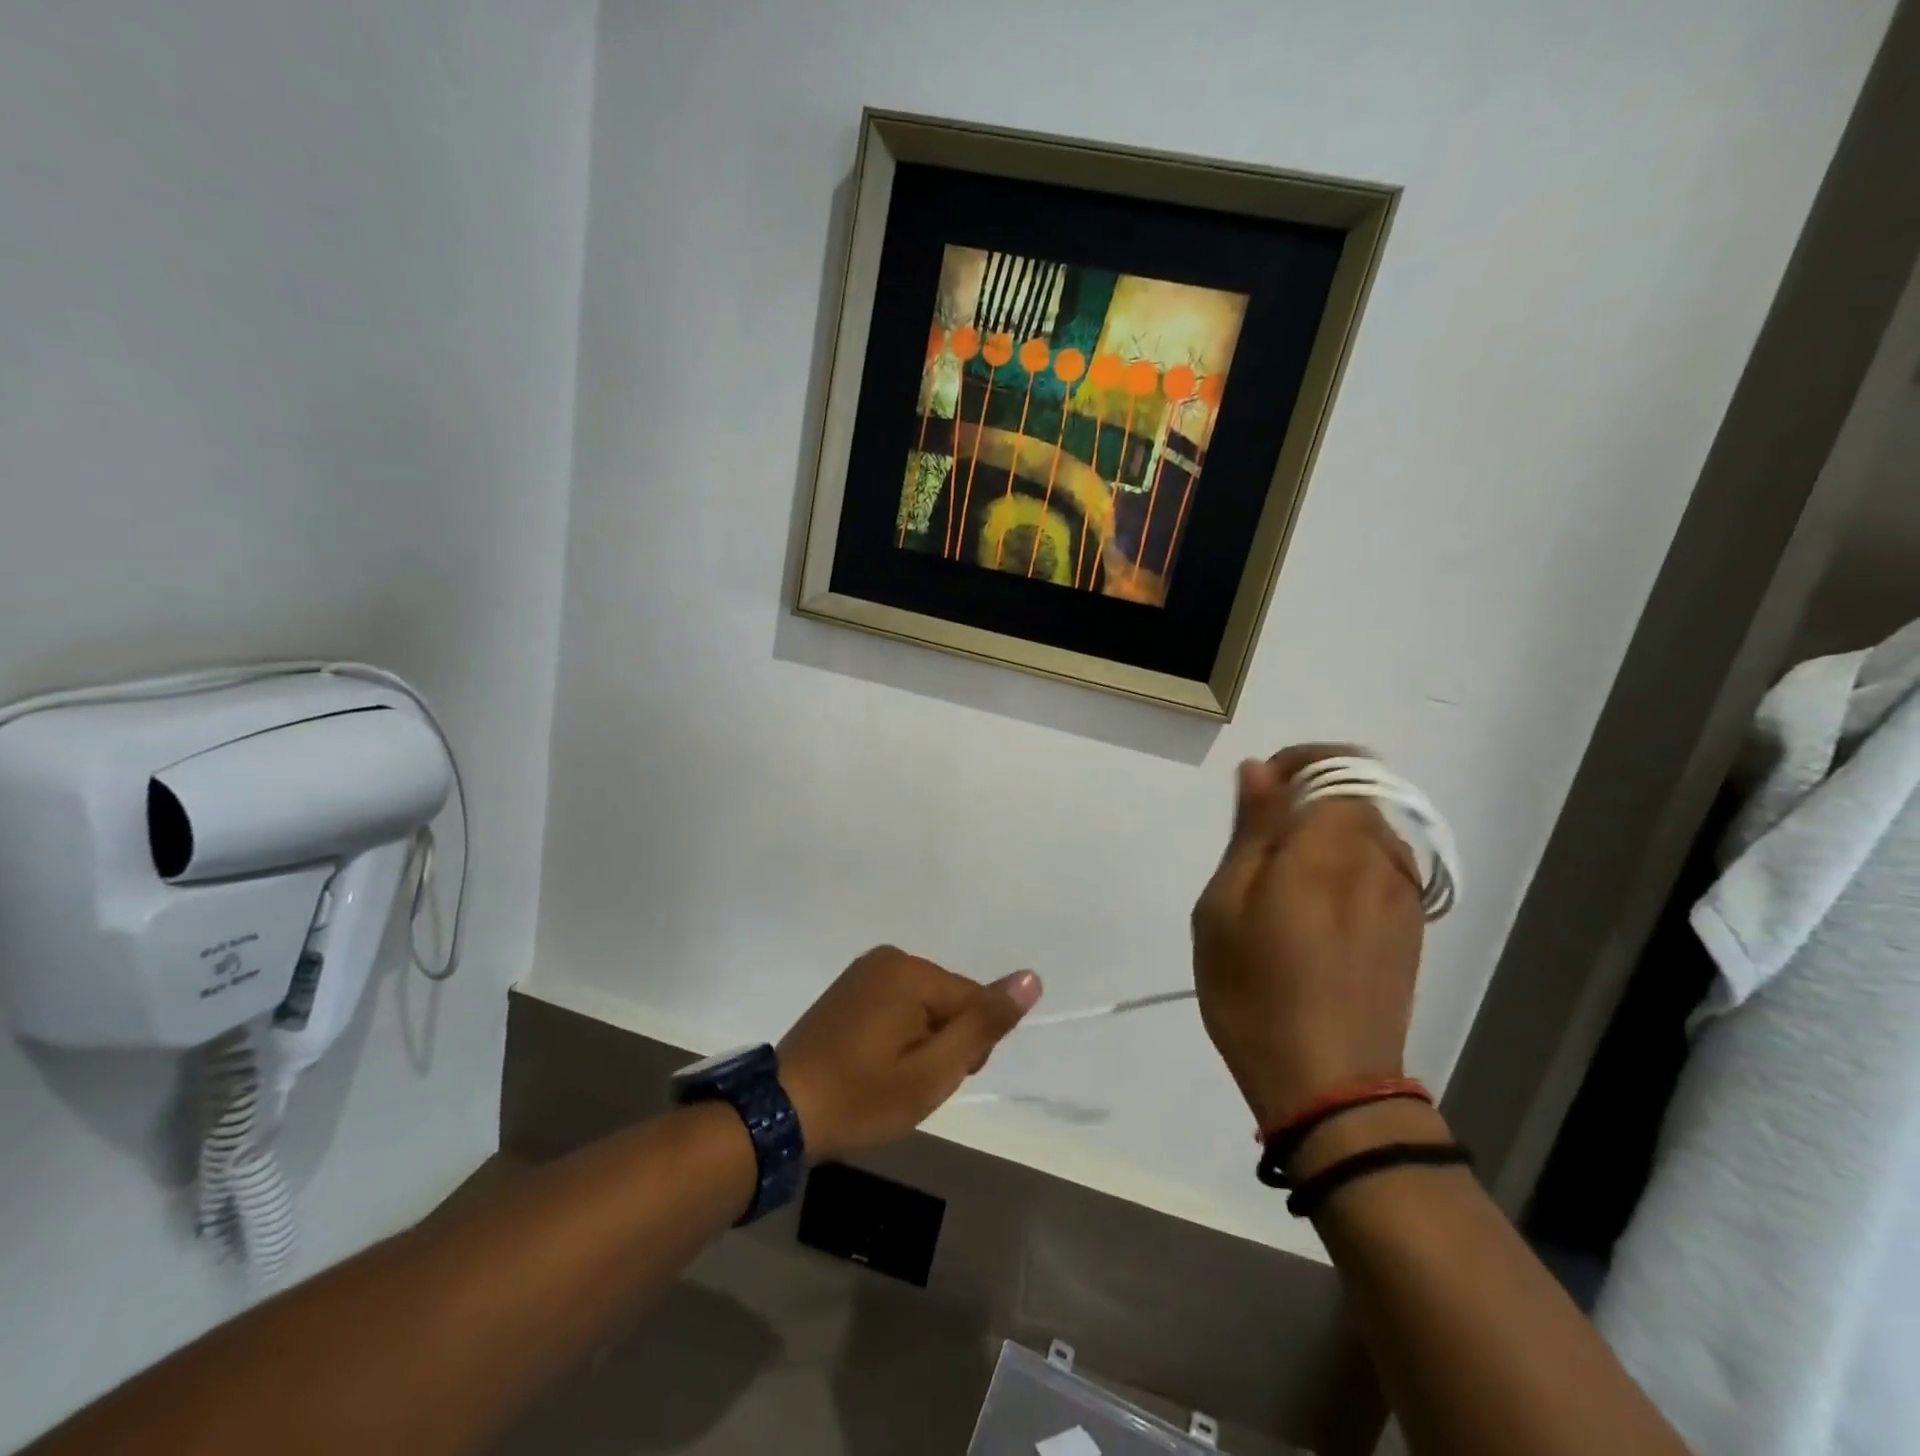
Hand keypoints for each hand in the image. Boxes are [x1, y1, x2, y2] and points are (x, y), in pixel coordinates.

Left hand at [778, 947, 1041, 1161]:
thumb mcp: (933, 1072)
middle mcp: (888, 958)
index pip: (974, 1001)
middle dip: (944, 1043)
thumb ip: (984, 1024)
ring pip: (924, 1007)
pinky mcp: (848, 989)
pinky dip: (897, 1036)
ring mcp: (864, 972)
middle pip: (949, 1001)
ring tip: (891, 1079)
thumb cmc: (862, 1097)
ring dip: (921, 1043)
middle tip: (910, 1084)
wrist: (780, 1113)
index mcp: (910, 970)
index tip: (938, 1079)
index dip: (969, 1048)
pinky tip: (875, 1065)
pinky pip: (897, 1006)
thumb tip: (1031, 978)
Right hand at [1192, 746, 1426, 1130]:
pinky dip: (1348, 860)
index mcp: (1331, 847)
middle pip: (1357, 791)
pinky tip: (1314, 908)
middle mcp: (1381, 859)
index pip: (1338, 763)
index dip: (1297, 762)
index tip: (1259, 789)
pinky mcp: (1412, 927)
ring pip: (1370, 827)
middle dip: (1307, 795)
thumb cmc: (1255, 992)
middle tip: (1259, 842)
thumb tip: (1261, 770)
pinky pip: (1382, 864)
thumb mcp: (1226, 905)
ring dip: (1327, 829)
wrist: (1329, 1086)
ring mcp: (1404, 895)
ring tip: (1282, 878)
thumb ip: (1252, 829)